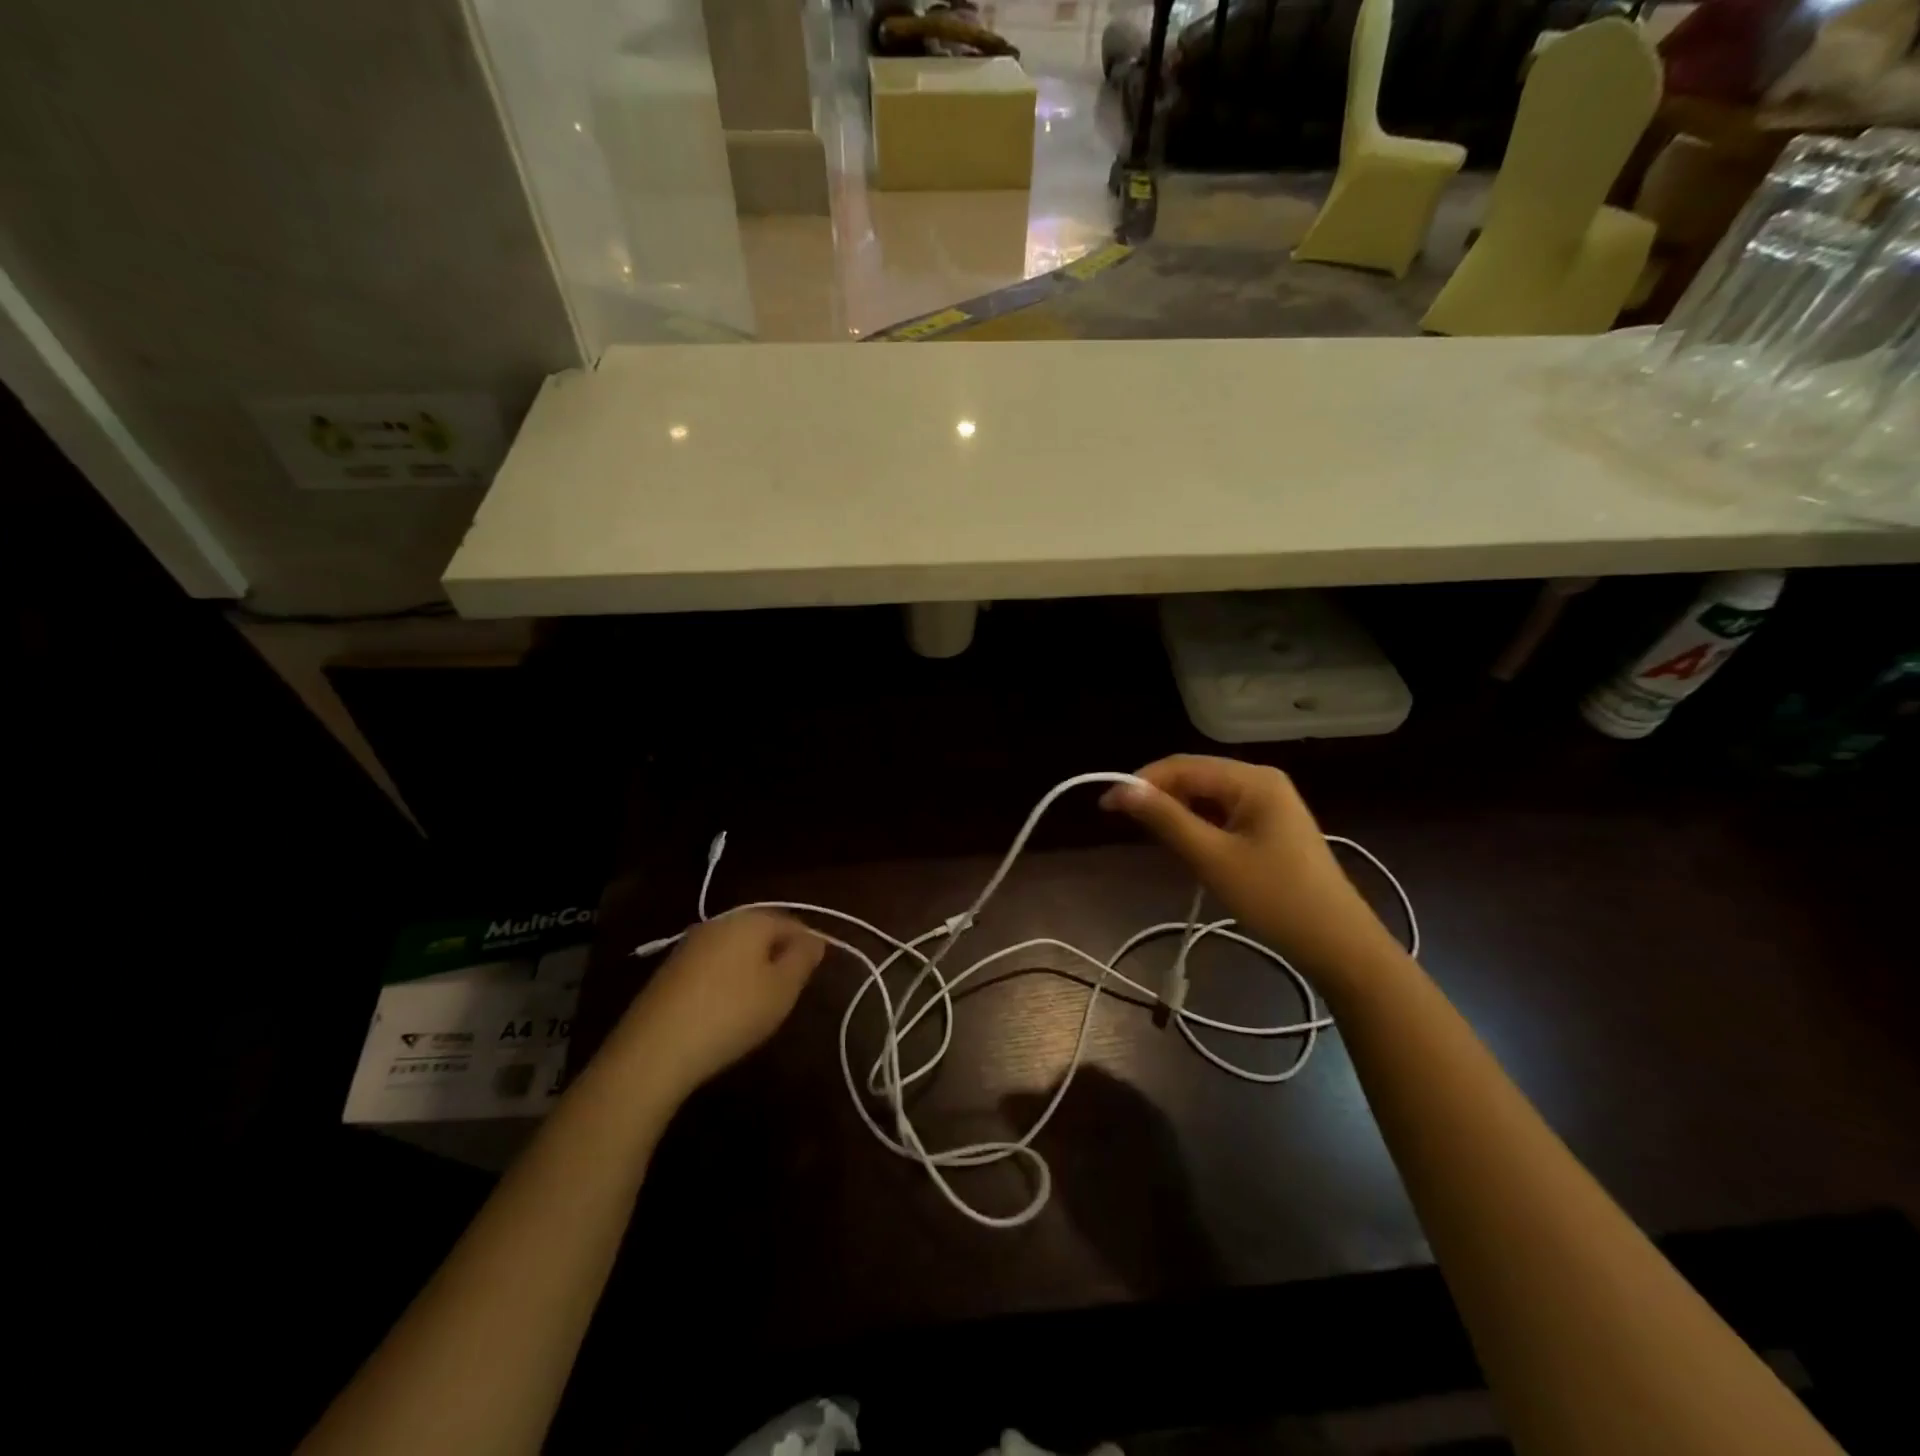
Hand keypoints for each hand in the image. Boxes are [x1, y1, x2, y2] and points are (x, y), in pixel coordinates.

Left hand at [616, 910, 823, 1097]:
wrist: (655, 1049)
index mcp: (751, 919)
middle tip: (789, 991)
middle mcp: (720, 922)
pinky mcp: (671, 970)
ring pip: (735, 949)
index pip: (792, 923)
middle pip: (761, 932)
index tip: (815, 975)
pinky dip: (726, 981)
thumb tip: (815, 940)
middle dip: (779, 956)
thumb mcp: (782, 989)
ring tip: (760, 1003)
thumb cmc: (732, 1013)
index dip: (808, 946)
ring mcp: (691, 945)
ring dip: (752, 969)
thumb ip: (803, 959)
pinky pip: (712, 966)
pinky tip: (726, 1009)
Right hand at [1102, 755, 1398, 986]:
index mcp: (1253, 779)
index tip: (1106, 806)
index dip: (1140, 782)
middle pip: (1195, 777)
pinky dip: (1198, 826)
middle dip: (1158, 797)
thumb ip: (1166, 820)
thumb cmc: (1274, 899)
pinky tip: (1187, 848)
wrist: (1338, 944)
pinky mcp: (1270, 826)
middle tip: (1126, 826)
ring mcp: (1269, 803)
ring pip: (1207, 797)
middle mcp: (1261, 780)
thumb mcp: (1212, 858)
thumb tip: (1121, 790)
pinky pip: (1222, 814)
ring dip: (1177, 813)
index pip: (1183, 766)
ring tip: (1154, 840)